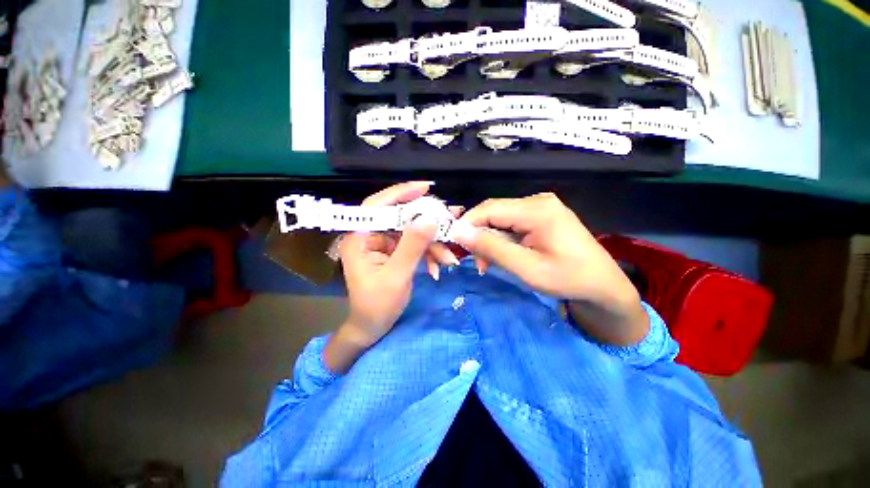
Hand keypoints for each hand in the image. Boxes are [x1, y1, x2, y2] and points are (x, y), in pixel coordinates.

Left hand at [325, 181, 455, 372]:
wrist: (372, 328)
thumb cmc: (377, 306)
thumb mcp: (396, 276)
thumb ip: (412, 246)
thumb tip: (429, 219)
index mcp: (359, 238)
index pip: (377, 205)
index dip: (400, 193)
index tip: (425, 187)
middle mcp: (369, 236)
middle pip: (399, 217)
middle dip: (426, 222)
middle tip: (450, 219)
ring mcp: (383, 244)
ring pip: (411, 232)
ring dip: (431, 243)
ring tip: (449, 258)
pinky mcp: (393, 252)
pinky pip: (414, 244)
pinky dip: (428, 253)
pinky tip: (438, 266)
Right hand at [450, 193, 647, 345]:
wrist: (603, 286)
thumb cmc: (568, 279)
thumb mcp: (526, 268)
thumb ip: (492, 248)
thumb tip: (458, 231)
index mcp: (537, 210)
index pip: (488, 209)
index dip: (467, 224)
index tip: (455, 245)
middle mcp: (537, 201)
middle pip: (493, 212)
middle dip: (479, 236)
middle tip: (476, 262)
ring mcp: (540, 207)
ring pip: (500, 219)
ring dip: (489, 241)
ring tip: (488, 263)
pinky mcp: (541, 216)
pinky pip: (511, 224)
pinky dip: (501, 240)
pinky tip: (503, 255)